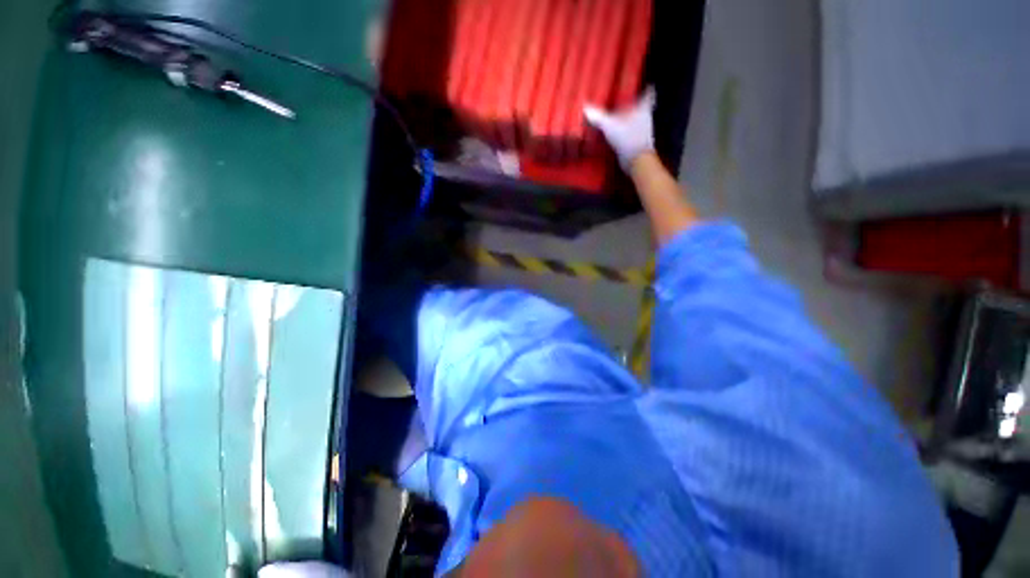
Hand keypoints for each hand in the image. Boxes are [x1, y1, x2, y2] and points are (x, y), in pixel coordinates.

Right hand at [584, 87, 655, 169]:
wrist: (637, 160)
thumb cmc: (627, 137)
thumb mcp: (609, 125)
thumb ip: (598, 117)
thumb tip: (585, 107)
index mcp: (642, 109)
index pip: (649, 94)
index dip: (647, 89)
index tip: (646, 85)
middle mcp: (645, 118)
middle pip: (642, 108)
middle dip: (635, 105)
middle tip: (625, 102)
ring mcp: (643, 132)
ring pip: (637, 121)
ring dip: (630, 120)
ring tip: (619, 118)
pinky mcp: (638, 144)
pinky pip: (631, 134)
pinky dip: (625, 133)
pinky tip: (617, 135)